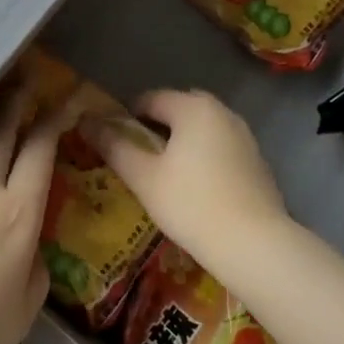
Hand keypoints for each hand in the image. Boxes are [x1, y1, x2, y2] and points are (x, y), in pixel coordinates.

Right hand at [80, 89, 288, 271]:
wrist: (255, 244)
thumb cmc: (191, 204)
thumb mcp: (143, 177)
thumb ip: (114, 146)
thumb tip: (86, 121)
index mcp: (192, 107)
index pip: (150, 99)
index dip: (127, 117)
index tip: (115, 143)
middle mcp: (221, 111)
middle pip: (178, 109)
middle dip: (156, 127)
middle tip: (140, 158)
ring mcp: (244, 135)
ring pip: (202, 128)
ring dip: (182, 141)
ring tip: (166, 174)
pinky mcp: (257, 160)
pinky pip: (221, 147)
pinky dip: (205, 156)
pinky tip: (198, 188)